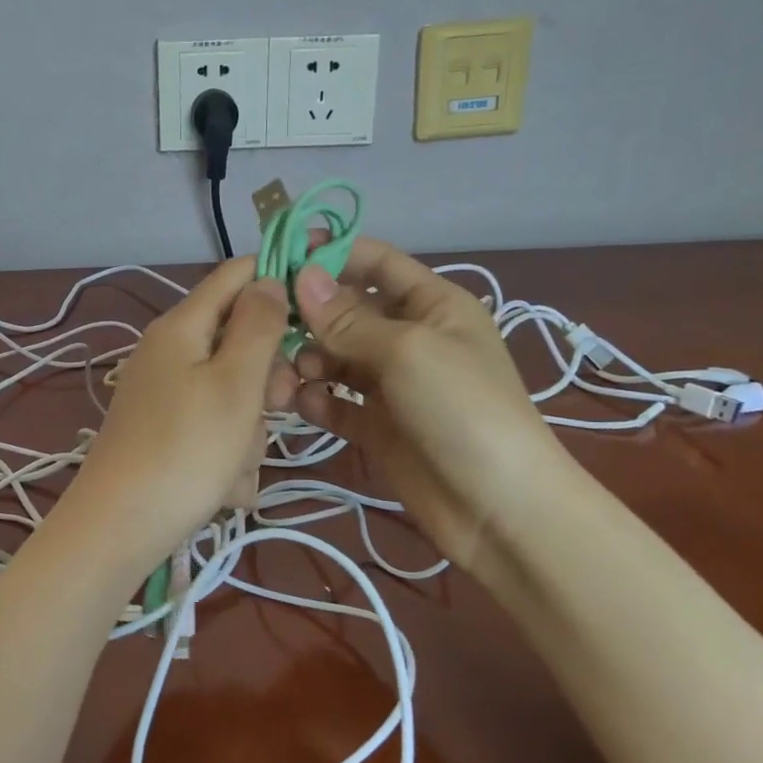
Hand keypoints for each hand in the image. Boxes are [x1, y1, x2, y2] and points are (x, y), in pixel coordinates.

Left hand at [74, 258, 294, 561]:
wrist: (121, 528)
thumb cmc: (187, 450)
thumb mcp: (235, 383)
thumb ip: (257, 326)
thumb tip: (267, 279)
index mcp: (181, 327)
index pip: (236, 275)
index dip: (277, 279)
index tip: (317, 312)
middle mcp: (169, 353)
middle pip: (240, 343)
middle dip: (266, 380)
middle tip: (276, 406)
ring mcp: (166, 396)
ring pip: (234, 396)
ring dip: (248, 433)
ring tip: (234, 466)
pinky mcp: (168, 434)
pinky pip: (215, 431)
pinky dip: (226, 457)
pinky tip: (222, 488)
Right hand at [291, 237, 571, 572]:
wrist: (497, 508)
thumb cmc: (461, 409)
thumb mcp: (406, 351)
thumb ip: (348, 318)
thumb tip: (300, 275)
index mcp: (432, 304)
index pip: (375, 263)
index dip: (331, 253)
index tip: (279, 254)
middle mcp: (409, 338)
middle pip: (346, 311)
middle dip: (309, 314)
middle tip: (266, 324)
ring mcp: (390, 385)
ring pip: (333, 358)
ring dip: (306, 360)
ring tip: (287, 376)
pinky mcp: (375, 426)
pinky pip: (333, 402)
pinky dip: (315, 400)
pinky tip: (301, 405)